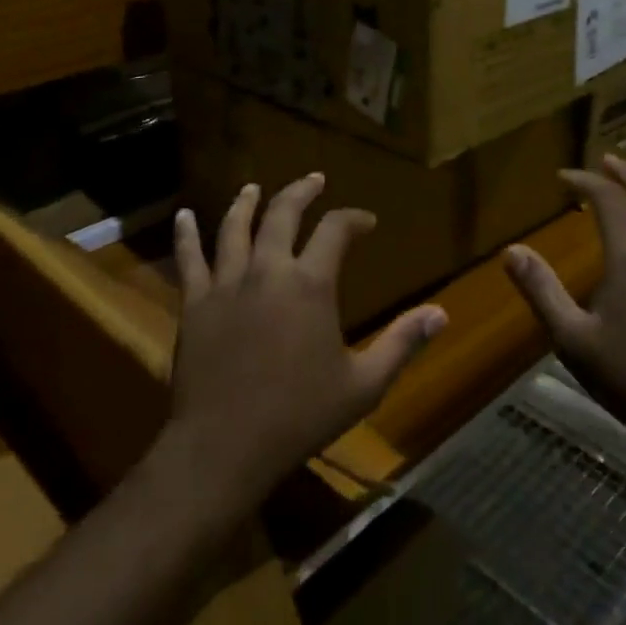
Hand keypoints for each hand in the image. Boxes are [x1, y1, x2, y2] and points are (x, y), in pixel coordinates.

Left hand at [165, 174, 446, 511]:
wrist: (226, 444)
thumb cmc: (300, 415)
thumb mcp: (364, 384)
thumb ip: (401, 343)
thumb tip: (441, 313)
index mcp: (310, 284)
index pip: (336, 231)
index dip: (353, 219)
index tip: (366, 221)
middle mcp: (268, 270)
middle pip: (283, 214)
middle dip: (301, 192)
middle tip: (314, 180)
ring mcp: (227, 283)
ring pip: (235, 228)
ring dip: (246, 203)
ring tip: (253, 187)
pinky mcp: (195, 302)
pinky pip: (189, 259)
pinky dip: (187, 234)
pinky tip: (184, 216)